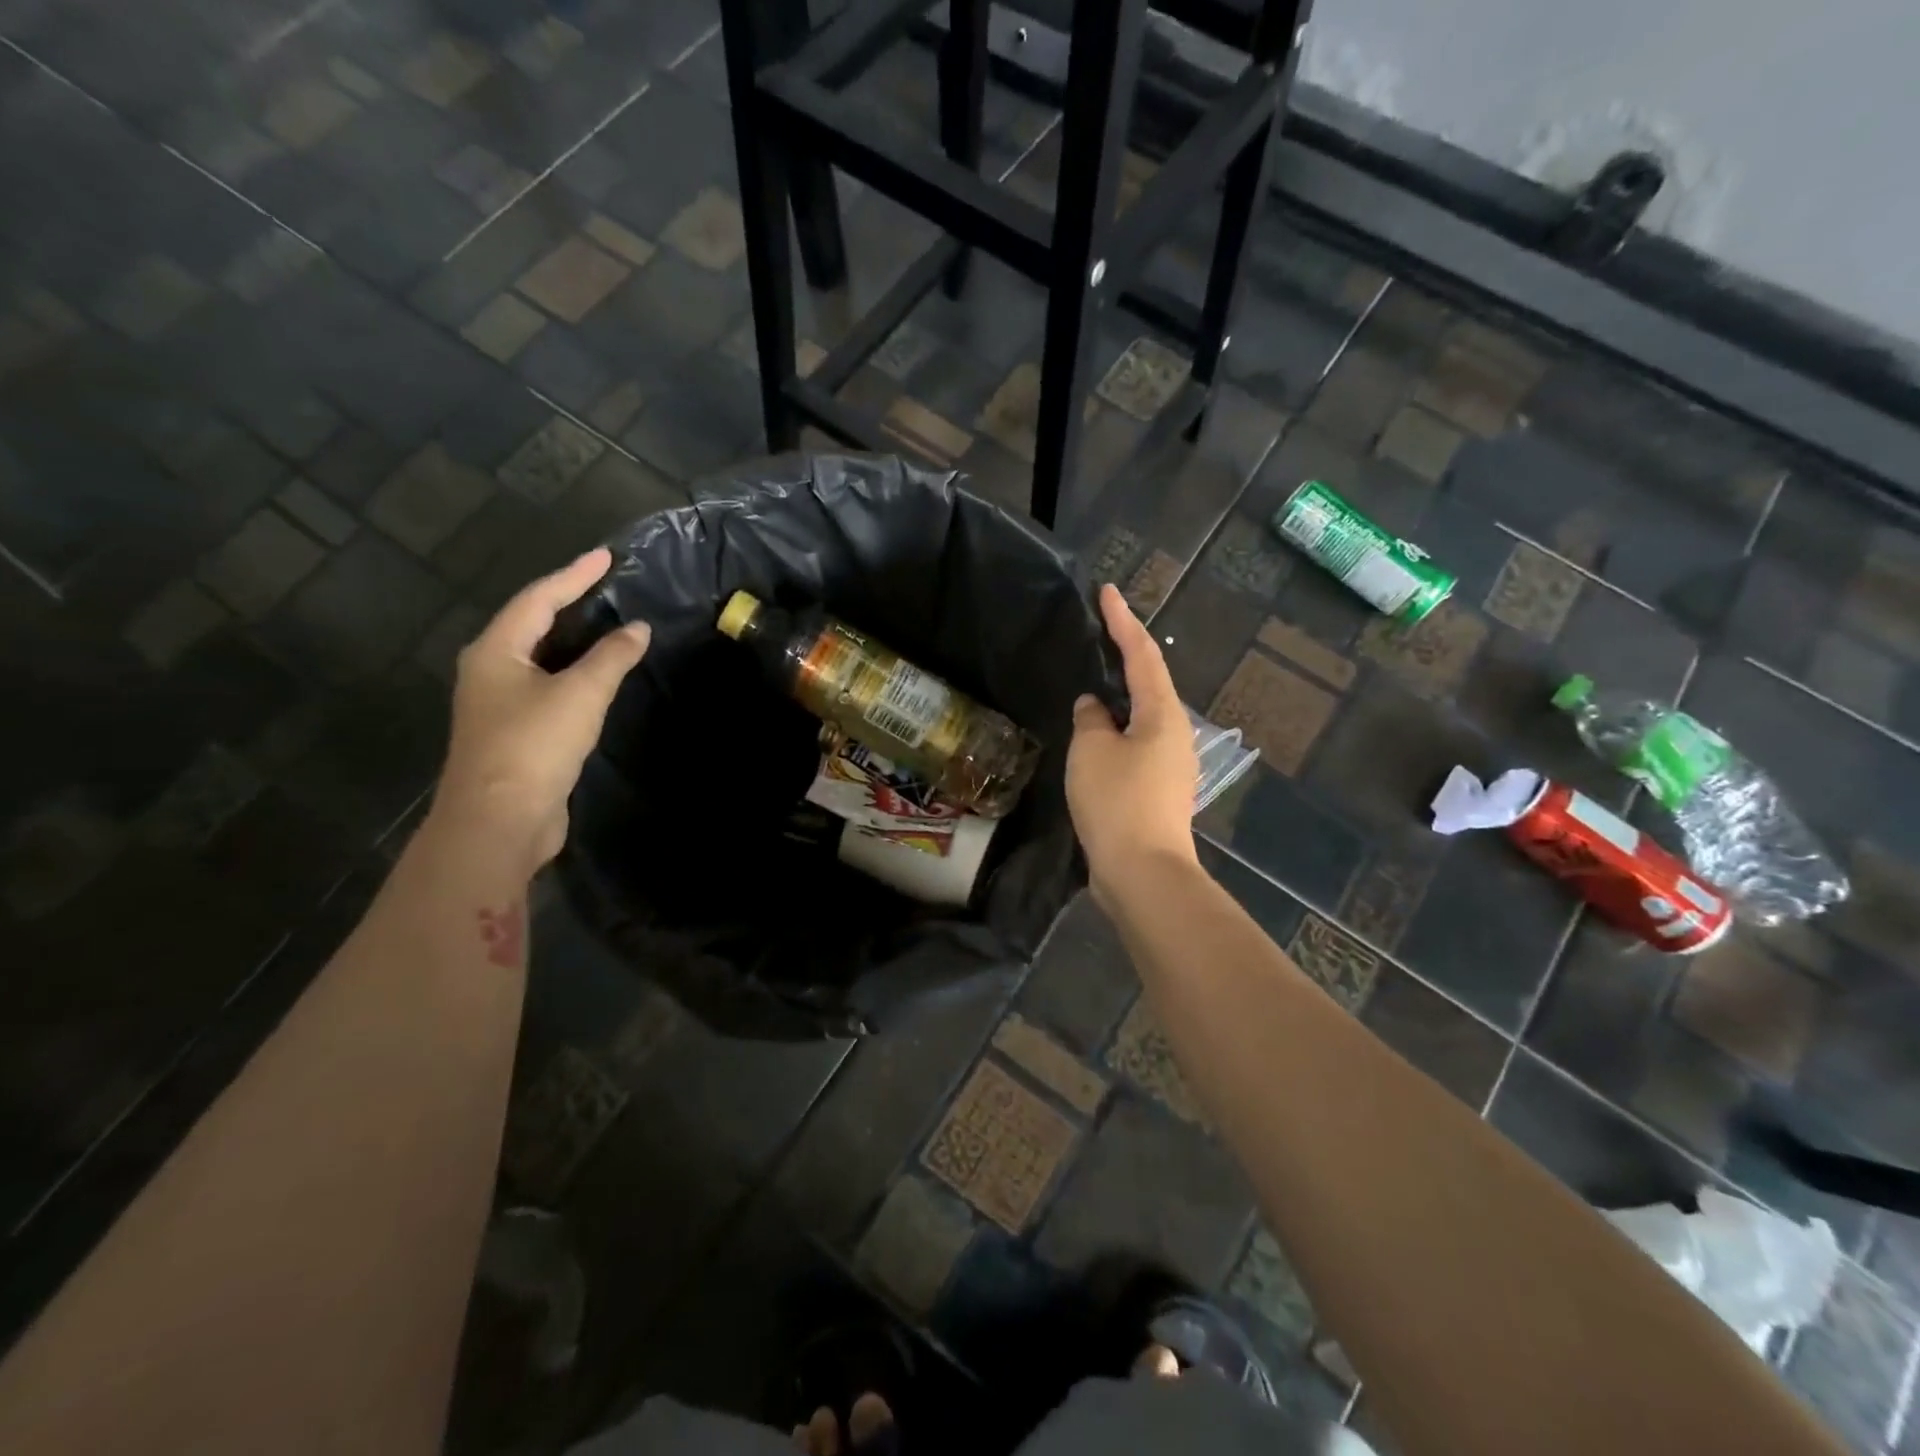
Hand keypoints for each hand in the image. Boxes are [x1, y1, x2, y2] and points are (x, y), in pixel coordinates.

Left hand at [434, 548, 649, 871]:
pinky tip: (596, 677)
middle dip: (568, 602)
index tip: (606, 556)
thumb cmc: (534, 746)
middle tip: (607, 586)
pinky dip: (573, 672)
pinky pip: (546, 686)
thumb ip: (612, 658)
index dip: (574, 575)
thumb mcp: (580, 694)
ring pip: (539, 657)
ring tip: (607, 624)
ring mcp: (498, 704)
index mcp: (495, 651)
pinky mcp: (514, 732)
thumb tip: (638, 629)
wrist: (499, 821)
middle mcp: (489, 670)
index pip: (538, 599)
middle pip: (531, 624)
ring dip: (573, 640)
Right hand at [1067, 583, 1197, 903]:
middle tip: (1100, 632)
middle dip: (1125, 655)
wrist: (1142, 872)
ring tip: (1093, 683)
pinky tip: (1095, 736)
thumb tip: (1095, 707)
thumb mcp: (1092, 749)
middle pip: (1149, 683)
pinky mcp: (1156, 791)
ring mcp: (1168, 765)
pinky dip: (1114, 731)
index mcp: (1162, 714)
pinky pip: (1133, 746)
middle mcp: (1173, 733)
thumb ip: (1091, 718)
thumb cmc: (1118, 800)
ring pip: (1141, 717)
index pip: (1141, 654)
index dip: (1122, 620)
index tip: (1107, 591)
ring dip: (1119, 698)